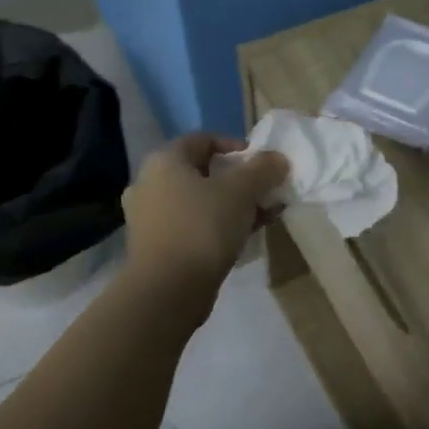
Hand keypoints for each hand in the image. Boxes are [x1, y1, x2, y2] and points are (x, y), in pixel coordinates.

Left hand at [121, 133, 287, 305]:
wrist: (168, 289)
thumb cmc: (203, 228)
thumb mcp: (241, 192)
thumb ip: (263, 170)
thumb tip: (278, 159)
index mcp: (164, 161)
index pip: (203, 139)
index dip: (236, 146)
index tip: (262, 164)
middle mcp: (151, 183)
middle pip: (203, 171)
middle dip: (239, 179)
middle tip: (265, 191)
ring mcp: (151, 216)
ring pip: (200, 200)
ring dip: (232, 204)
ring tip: (263, 215)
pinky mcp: (158, 245)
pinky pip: (194, 224)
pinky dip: (219, 224)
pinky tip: (244, 236)